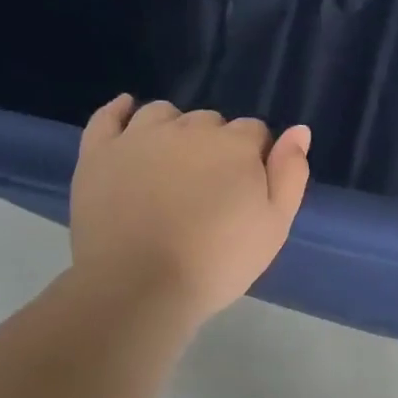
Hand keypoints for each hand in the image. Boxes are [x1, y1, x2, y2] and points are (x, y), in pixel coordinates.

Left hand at [69, 96, 310, 323]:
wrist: (140, 287)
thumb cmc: (218, 261)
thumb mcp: (275, 225)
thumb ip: (290, 174)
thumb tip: (299, 131)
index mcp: (234, 144)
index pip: (254, 132)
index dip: (255, 158)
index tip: (247, 189)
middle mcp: (188, 128)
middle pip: (210, 122)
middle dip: (215, 146)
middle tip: (209, 189)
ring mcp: (138, 137)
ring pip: (163, 114)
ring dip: (174, 129)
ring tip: (172, 163)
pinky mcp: (99, 152)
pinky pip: (108, 116)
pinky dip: (119, 110)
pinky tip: (127, 112)